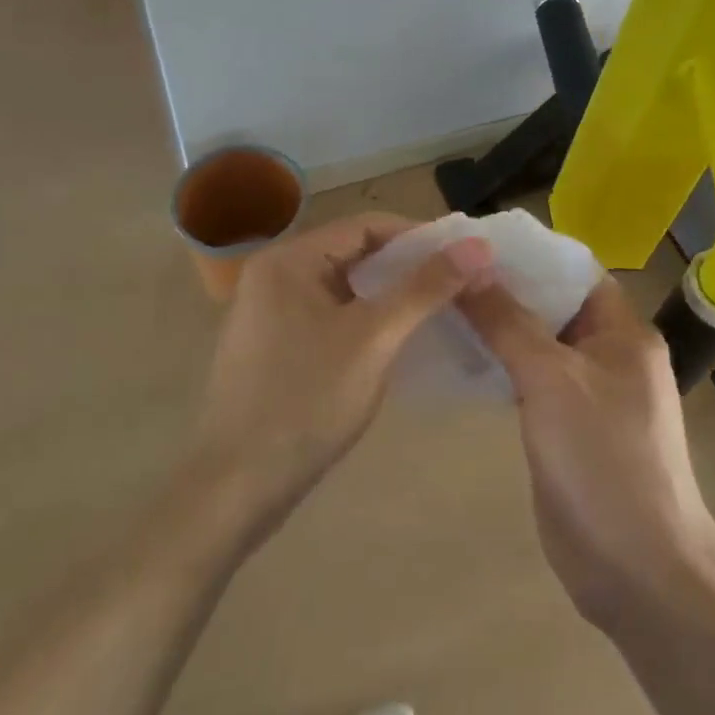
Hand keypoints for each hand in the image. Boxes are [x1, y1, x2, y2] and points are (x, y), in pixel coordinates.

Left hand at [190, 213, 492, 534]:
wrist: (236, 489)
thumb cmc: (306, 402)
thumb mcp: (374, 339)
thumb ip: (425, 288)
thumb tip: (478, 245)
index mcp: (289, 260)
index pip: (366, 226)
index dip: (420, 237)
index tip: (464, 256)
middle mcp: (274, 275)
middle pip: (354, 253)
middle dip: (407, 266)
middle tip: (457, 284)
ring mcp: (269, 312)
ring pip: (343, 287)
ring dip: (388, 294)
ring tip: (436, 309)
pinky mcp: (273, 345)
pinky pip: (329, 315)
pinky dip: (365, 319)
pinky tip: (396, 339)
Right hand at [459, 279, 714, 630]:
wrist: (637, 569)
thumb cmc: (602, 459)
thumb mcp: (551, 380)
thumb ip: (508, 321)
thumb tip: (472, 266)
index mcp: (623, 332)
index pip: (574, 270)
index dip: (528, 254)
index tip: (474, 244)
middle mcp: (610, 355)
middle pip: (553, 306)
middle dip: (505, 290)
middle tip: (447, 274)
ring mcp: (590, 394)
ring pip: (540, 345)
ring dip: (499, 329)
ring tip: (443, 307)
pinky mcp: (568, 429)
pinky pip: (532, 383)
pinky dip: (502, 368)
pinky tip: (460, 360)